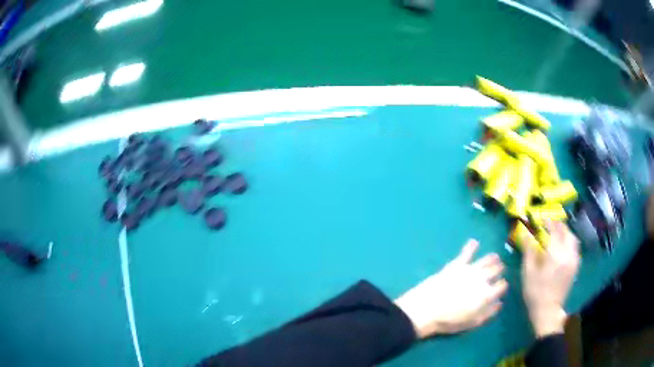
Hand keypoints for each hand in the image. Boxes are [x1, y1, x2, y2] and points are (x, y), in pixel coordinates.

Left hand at [394, 239, 507, 338]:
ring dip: (492, 258)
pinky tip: (474, 242)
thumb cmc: (449, 321)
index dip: (502, 286)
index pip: (502, 286)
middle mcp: (482, 279)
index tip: (500, 286)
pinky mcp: (456, 264)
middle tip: (499, 270)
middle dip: (499, 270)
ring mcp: (470, 270)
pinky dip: (471, 246)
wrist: (426, 309)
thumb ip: (488, 313)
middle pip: (496, 270)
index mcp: (487, 294)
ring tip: (495, 257)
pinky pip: (467, 252)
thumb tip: (499, 304)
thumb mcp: (472, 322)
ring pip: (487, 259)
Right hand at [521, 220, 579, 337]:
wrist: (547, 311)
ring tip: (558, 234)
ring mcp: (574, 260)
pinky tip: (564, 246)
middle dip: (559, 226)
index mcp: (555, 255)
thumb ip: (529, 251)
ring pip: (573, 239)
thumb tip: (526, 233)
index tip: (542, 220)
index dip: (549, 223)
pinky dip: (570, 242)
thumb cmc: (535, 293)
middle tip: (550, 225)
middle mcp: (568, 254)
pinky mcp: (575, 267)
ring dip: (566, 233)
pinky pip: (575, 248)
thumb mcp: (528, 273)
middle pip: (567, 232)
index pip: (555, 231)